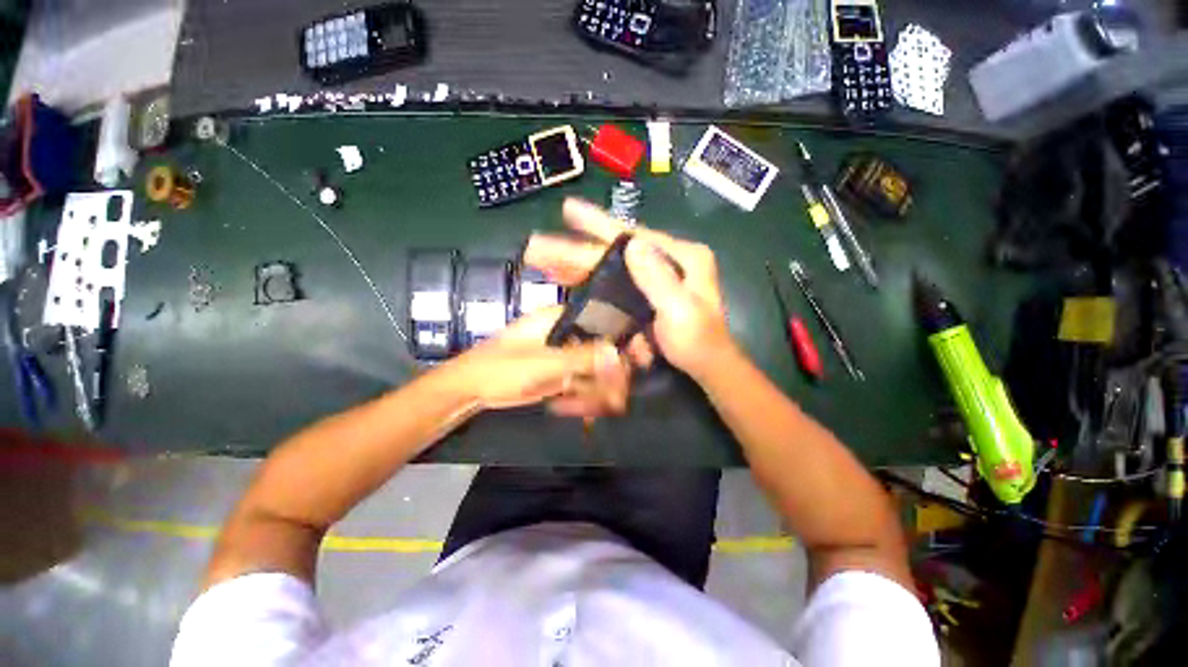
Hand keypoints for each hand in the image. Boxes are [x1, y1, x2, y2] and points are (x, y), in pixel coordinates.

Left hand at [446, 304, 630, 417]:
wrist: (471, 390)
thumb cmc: (501, 368)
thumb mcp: (544, 362)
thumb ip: (583, 358)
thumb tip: (619, 355)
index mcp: (562, 318)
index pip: (605, 324)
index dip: (622, 343)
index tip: (634, 365)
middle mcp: (568, 332)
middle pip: (603, 350)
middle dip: (610, 376)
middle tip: (615, 399)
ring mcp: (564, 353)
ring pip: (596, 369)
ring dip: (599, 390)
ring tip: (595, 409)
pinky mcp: (560, 372)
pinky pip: (584, 382)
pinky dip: (587, 396)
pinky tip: (583, 410)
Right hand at [524, 198, 735, 379]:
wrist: (707, 369)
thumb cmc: (699, 343)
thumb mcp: (682, 311)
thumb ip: (659, 280)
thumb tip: (632, 242)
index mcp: (682, 257)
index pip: (634, 235)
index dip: (599, 223)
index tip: (569, 209)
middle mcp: (667, 261)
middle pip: (615, 252)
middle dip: (577, 249)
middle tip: (539, 245)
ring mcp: (656, 279)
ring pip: (610, 268)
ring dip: (577, 265)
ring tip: (545, 262)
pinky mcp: (647, 296)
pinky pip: (613, 285)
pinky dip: (590, 284)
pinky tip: (568, 282)